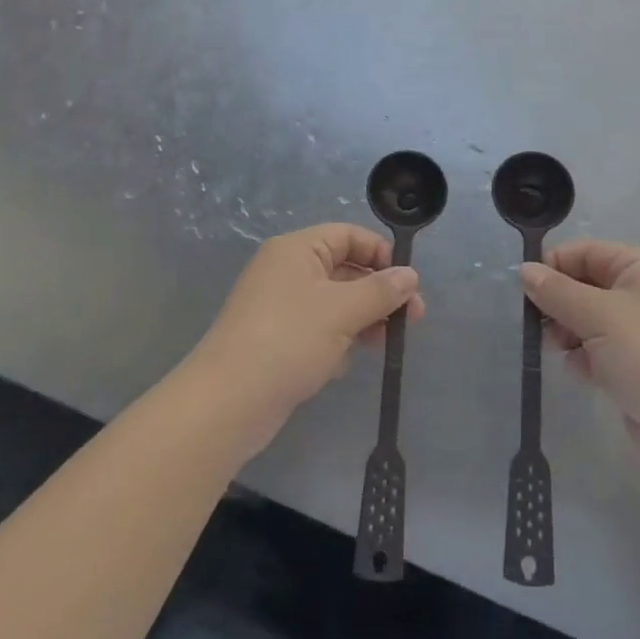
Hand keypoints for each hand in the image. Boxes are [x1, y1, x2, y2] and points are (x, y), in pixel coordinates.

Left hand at [189, 223, 421, 457]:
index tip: (407, 282)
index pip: (347, 235)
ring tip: (388, 342)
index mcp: (297, 250)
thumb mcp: (342, 311)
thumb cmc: (288, 340)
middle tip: (412, 318)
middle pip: (343, 268)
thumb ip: (381, 291)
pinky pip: (317, 329)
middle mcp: (286, 271)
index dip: (380, 253)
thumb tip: (410, 275)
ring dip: (363, 318)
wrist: (227, 403)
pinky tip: (346, 363)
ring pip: (334, 302)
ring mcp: (279, 307)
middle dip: (378, 291)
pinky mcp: (277, 340)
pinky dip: (337, 340)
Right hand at [522, 240, 639, 480]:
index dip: (555, 265)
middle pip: (586, 285)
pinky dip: (584, 360)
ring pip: (589, 321)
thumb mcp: (598, 315)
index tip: (524, 289)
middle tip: (538, 324)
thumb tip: (524, 271)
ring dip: (568, 332)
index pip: (587, 251)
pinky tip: (580, 373)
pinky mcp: (638, 371)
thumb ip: (557, 292)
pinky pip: (599, 353)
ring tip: (559, 349)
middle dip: (559, 302)